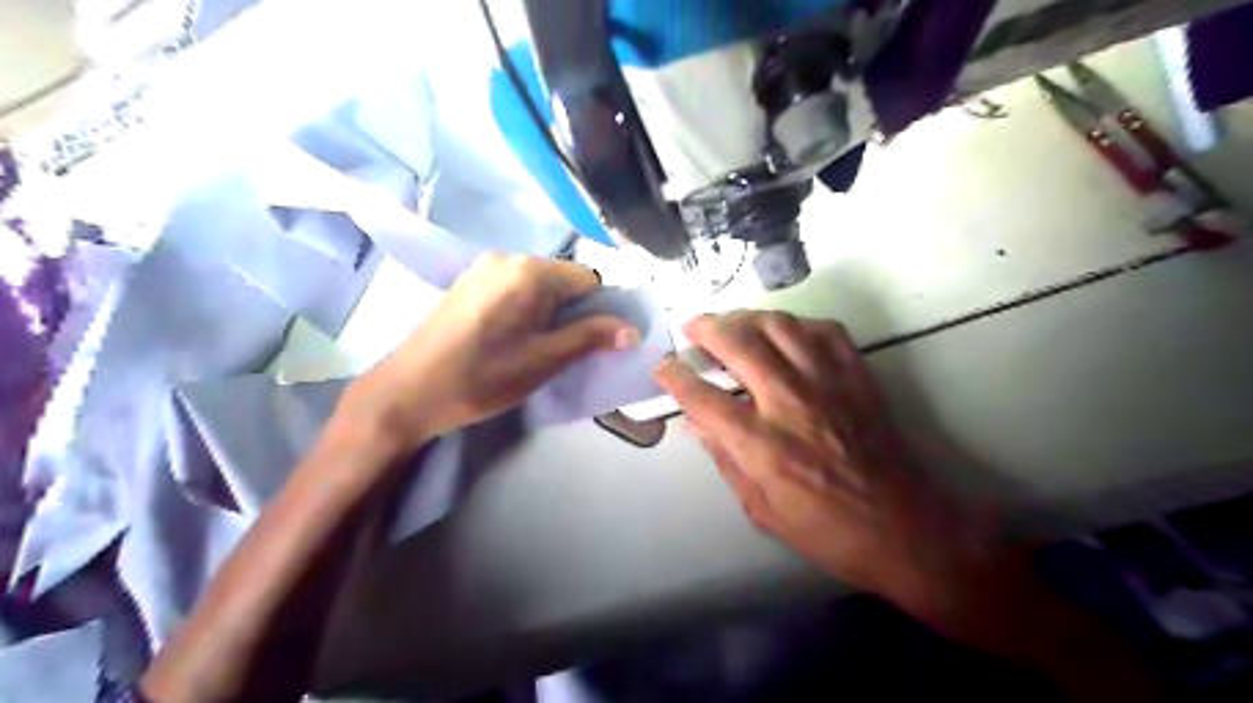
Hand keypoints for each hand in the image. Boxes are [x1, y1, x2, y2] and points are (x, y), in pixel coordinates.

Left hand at [341, 256, 637, 445]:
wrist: (406, 393)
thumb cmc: (481, 377)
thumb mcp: (543, 361)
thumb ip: (589, 338)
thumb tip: (631, 329)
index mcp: (530, 271)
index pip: (589, 280)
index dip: (599, 310)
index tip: (594, 343)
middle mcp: (508, 257)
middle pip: (563, 279)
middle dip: (574, 311)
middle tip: (565, 350)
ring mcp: (483, 268)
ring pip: (539, 285)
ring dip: (550, 312)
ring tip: (537, 348)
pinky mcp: (467, 283)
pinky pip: (514, 288)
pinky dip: (526, 309)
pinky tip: (510, 339)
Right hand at [658, 314, 1015, 636]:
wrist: (905, 528)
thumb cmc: (827, 531)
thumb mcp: (762, 510)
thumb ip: (725, 460)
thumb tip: (695, 424)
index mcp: (762, 446)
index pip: (703, 397)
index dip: (675, 377)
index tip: (663, 366)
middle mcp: (790, 403)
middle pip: (738, 344)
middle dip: (706, 328)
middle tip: (692, 327)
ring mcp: (828, 383)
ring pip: (779, 325)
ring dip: (746, 317)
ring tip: (732, 323)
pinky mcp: (857, 376)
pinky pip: (823, 330)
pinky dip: (796, 324)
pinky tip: (784, 333)